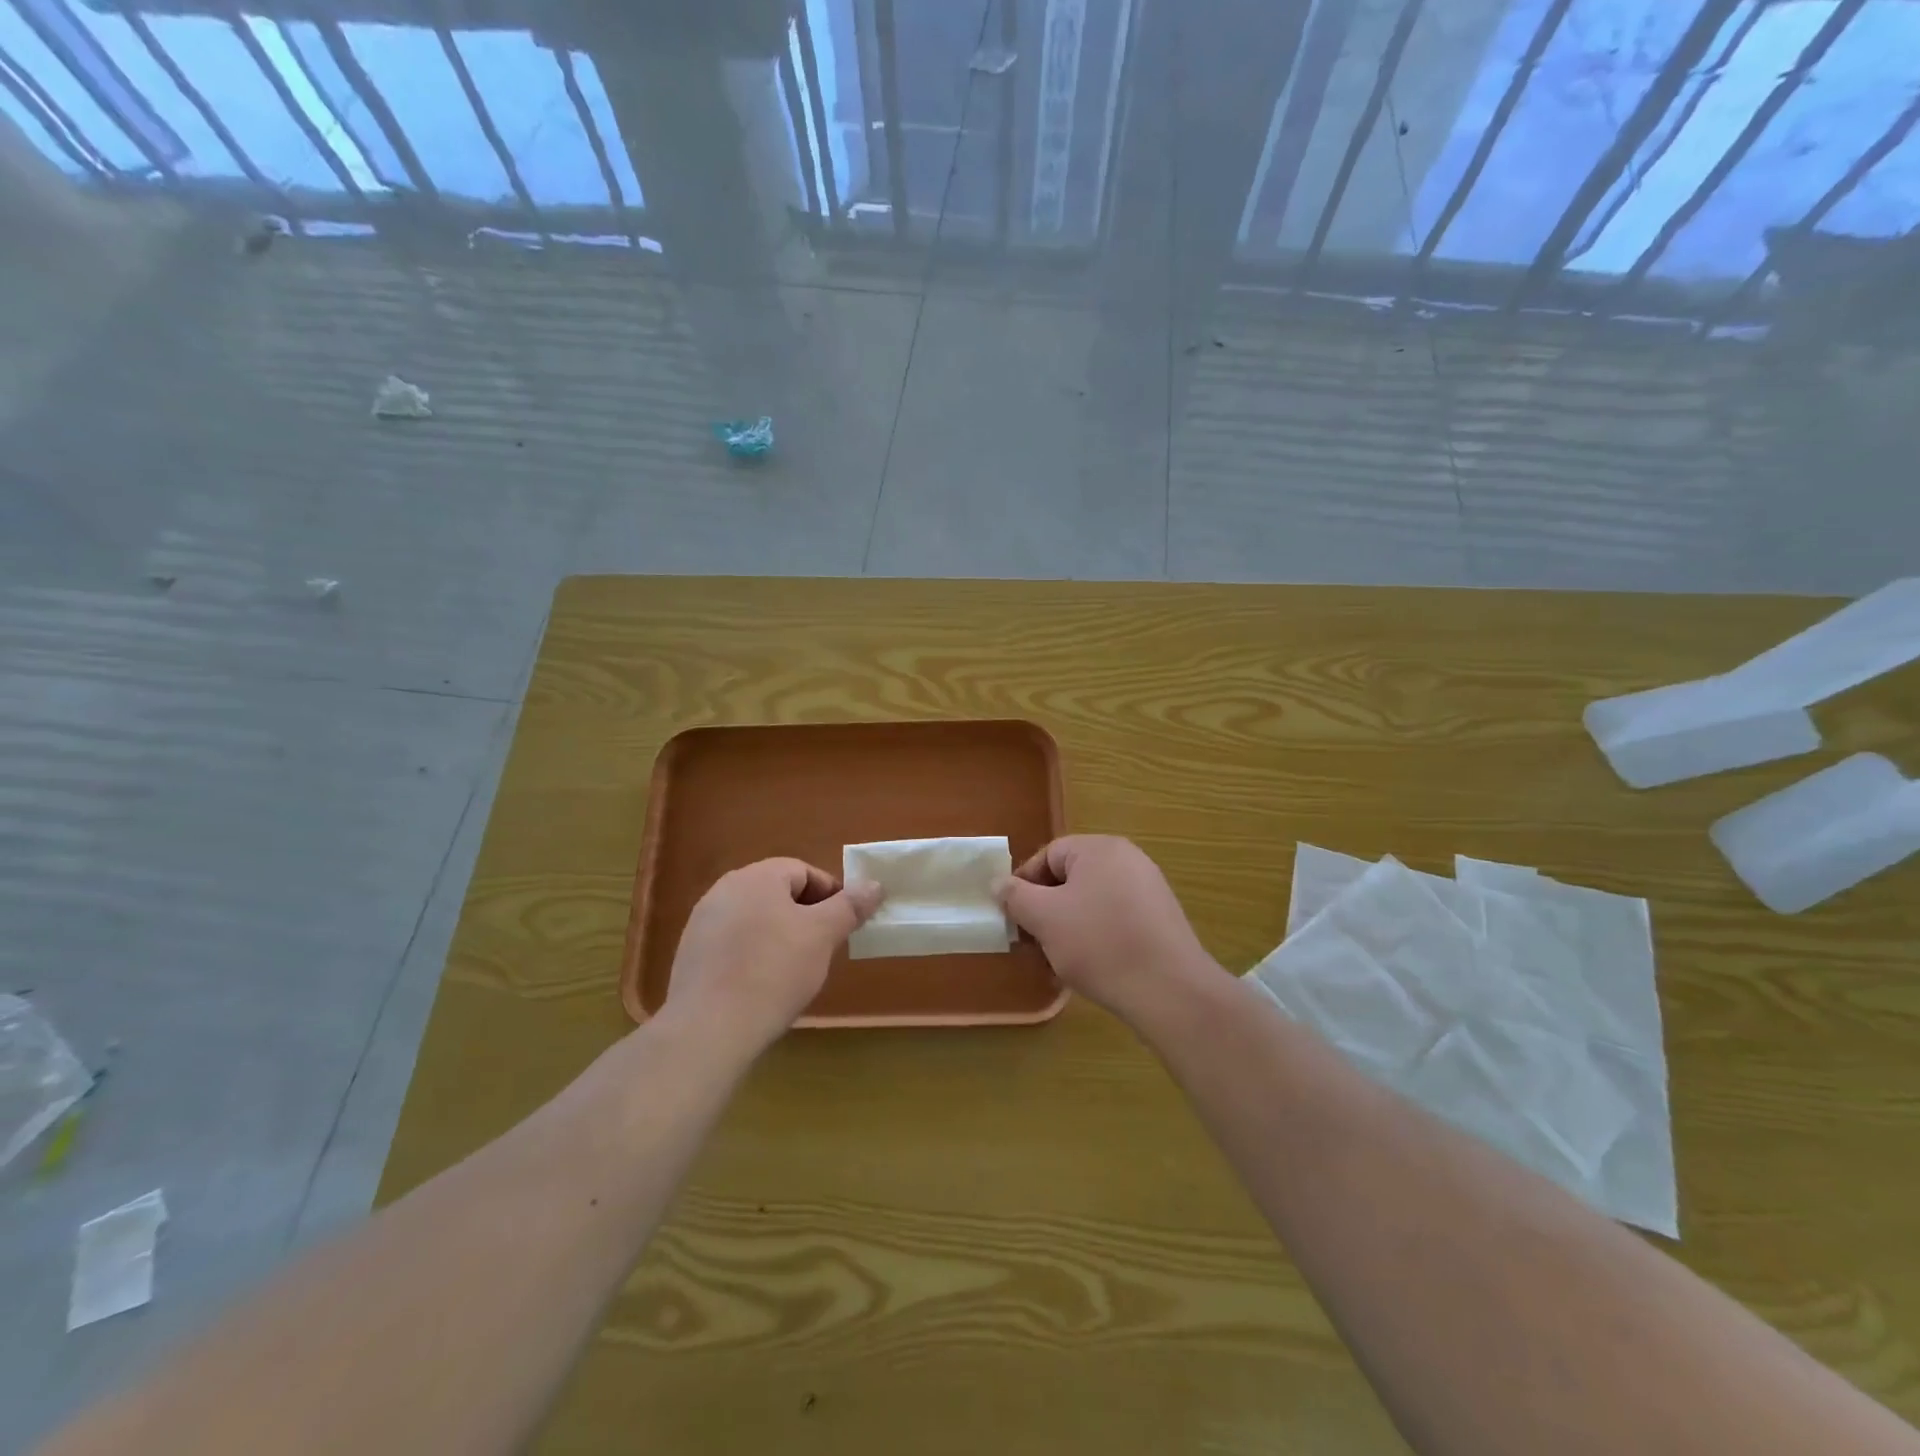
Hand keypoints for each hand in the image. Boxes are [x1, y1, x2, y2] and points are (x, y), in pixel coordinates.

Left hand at [663, 859, 881, 1053]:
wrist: (708, 1029)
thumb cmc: (774, 971)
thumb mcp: (823, 935)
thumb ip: (849, 906)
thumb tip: (874, 885)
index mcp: (756, 876)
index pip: (804, 871)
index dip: (831, 895)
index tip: (843, 926)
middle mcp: (725, 890)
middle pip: (778, 894)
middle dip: (806, 917)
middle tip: (823, 949)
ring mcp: (702, 922)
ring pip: (756, 919)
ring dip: (779, 936)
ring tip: (794, 971)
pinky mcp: (691, 955)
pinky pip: (734, 944)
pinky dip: (753, 956)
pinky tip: (762, 986)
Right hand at [995, 836, 1213, 1024]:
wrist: (1169, 990)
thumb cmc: (1099, 944)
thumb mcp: (1044, 918)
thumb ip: (1015, 896)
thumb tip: (999, 883)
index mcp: (1100, 849)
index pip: (1048, 855)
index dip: (1024, 885)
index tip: (1014, 918)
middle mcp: (1128, 860)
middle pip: (1070, 879)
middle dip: (1046, 911)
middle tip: (1033, 944)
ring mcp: (1149, 891)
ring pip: (1091, 903)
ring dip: (1068, 929)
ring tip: (1057, 963)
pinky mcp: (1160, 921)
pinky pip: (1115, 921)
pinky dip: (1096, 939)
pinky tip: (1089, 969)